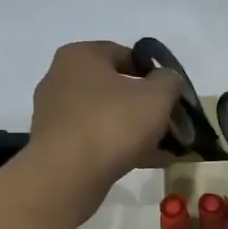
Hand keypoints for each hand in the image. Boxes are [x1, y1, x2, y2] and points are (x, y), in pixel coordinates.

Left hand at [28, 41, 183, 222]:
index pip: (124, 54)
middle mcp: (62, 79)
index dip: (153, 73)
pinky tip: (150, 162)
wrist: (68, 174)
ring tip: (166, 148)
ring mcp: (56, 114)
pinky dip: (122, 148)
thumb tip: (167, 79)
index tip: (171, 93)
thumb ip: (169, 81)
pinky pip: (96, 140)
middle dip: (146, 107)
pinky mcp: (56, 145)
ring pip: (107, 117)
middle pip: (116, 88)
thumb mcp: (157, 96)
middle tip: (171, 123)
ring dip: (137, 130)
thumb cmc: (113, 123)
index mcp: (81, 56)